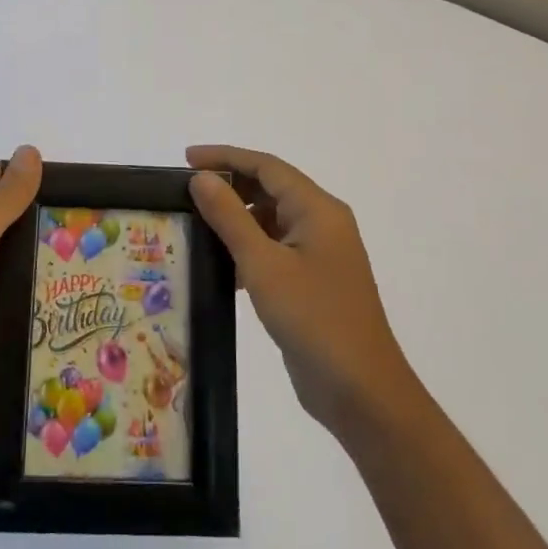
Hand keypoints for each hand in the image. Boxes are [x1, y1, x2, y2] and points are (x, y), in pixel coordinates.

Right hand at [187, 144, 414, 439]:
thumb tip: (201, 178)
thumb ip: (230, 217)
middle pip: (271, 190)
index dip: (226, 157)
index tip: (186, 159)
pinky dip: (248, 250)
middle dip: (230, 186)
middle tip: (186, 192)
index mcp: (318, 209)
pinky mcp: (314, 282)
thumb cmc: (313, 318)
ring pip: (272, 221)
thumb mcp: (263, 265)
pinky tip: (220, 265)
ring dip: (237, 219)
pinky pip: (275, 250)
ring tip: (195, 225)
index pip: (267, 167)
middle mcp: (322, 223)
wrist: (361, 391)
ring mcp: (320, 254)